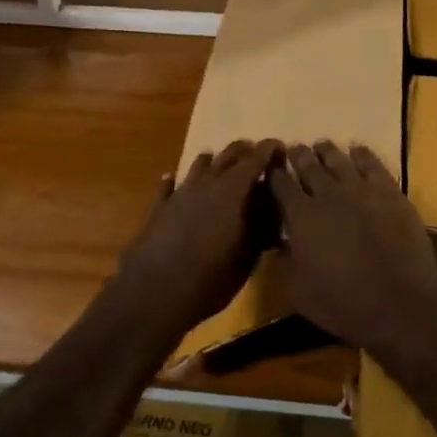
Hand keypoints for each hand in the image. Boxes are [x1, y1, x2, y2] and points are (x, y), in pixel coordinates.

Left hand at [116, 139, 282, 330]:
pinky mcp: (159, 206)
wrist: (156, 290)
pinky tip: (172, 178)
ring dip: (212, 161)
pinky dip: (174, 180)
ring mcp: (181, 192)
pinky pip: (168, 185)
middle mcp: (208, 182)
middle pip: (228, 155)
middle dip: (243, 151)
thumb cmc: (211, 276)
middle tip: (255, 151)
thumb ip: (260, 230)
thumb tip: (270, 215)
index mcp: (234, 190)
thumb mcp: (247, 257)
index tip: (279, 147)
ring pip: (199, 165)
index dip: (269, 150)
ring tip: (219, 161)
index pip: (256, 159)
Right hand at [268, 141, 436, 360]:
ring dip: (327, 151)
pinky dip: (362, 154)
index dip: (273, 173)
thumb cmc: (342, 304)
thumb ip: (286, 260)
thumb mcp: (298, 291)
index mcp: (301, 216)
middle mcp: (328, 194)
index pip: (280, 184)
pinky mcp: (390, 193)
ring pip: (338, 160)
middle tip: (294, 149)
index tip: (270, 165)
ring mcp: (361, 190)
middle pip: (308, 165)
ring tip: (321, 145)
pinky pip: (373, 165)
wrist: (399, 305)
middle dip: (298, 155)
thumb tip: (281, 241)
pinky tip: (357, 149)